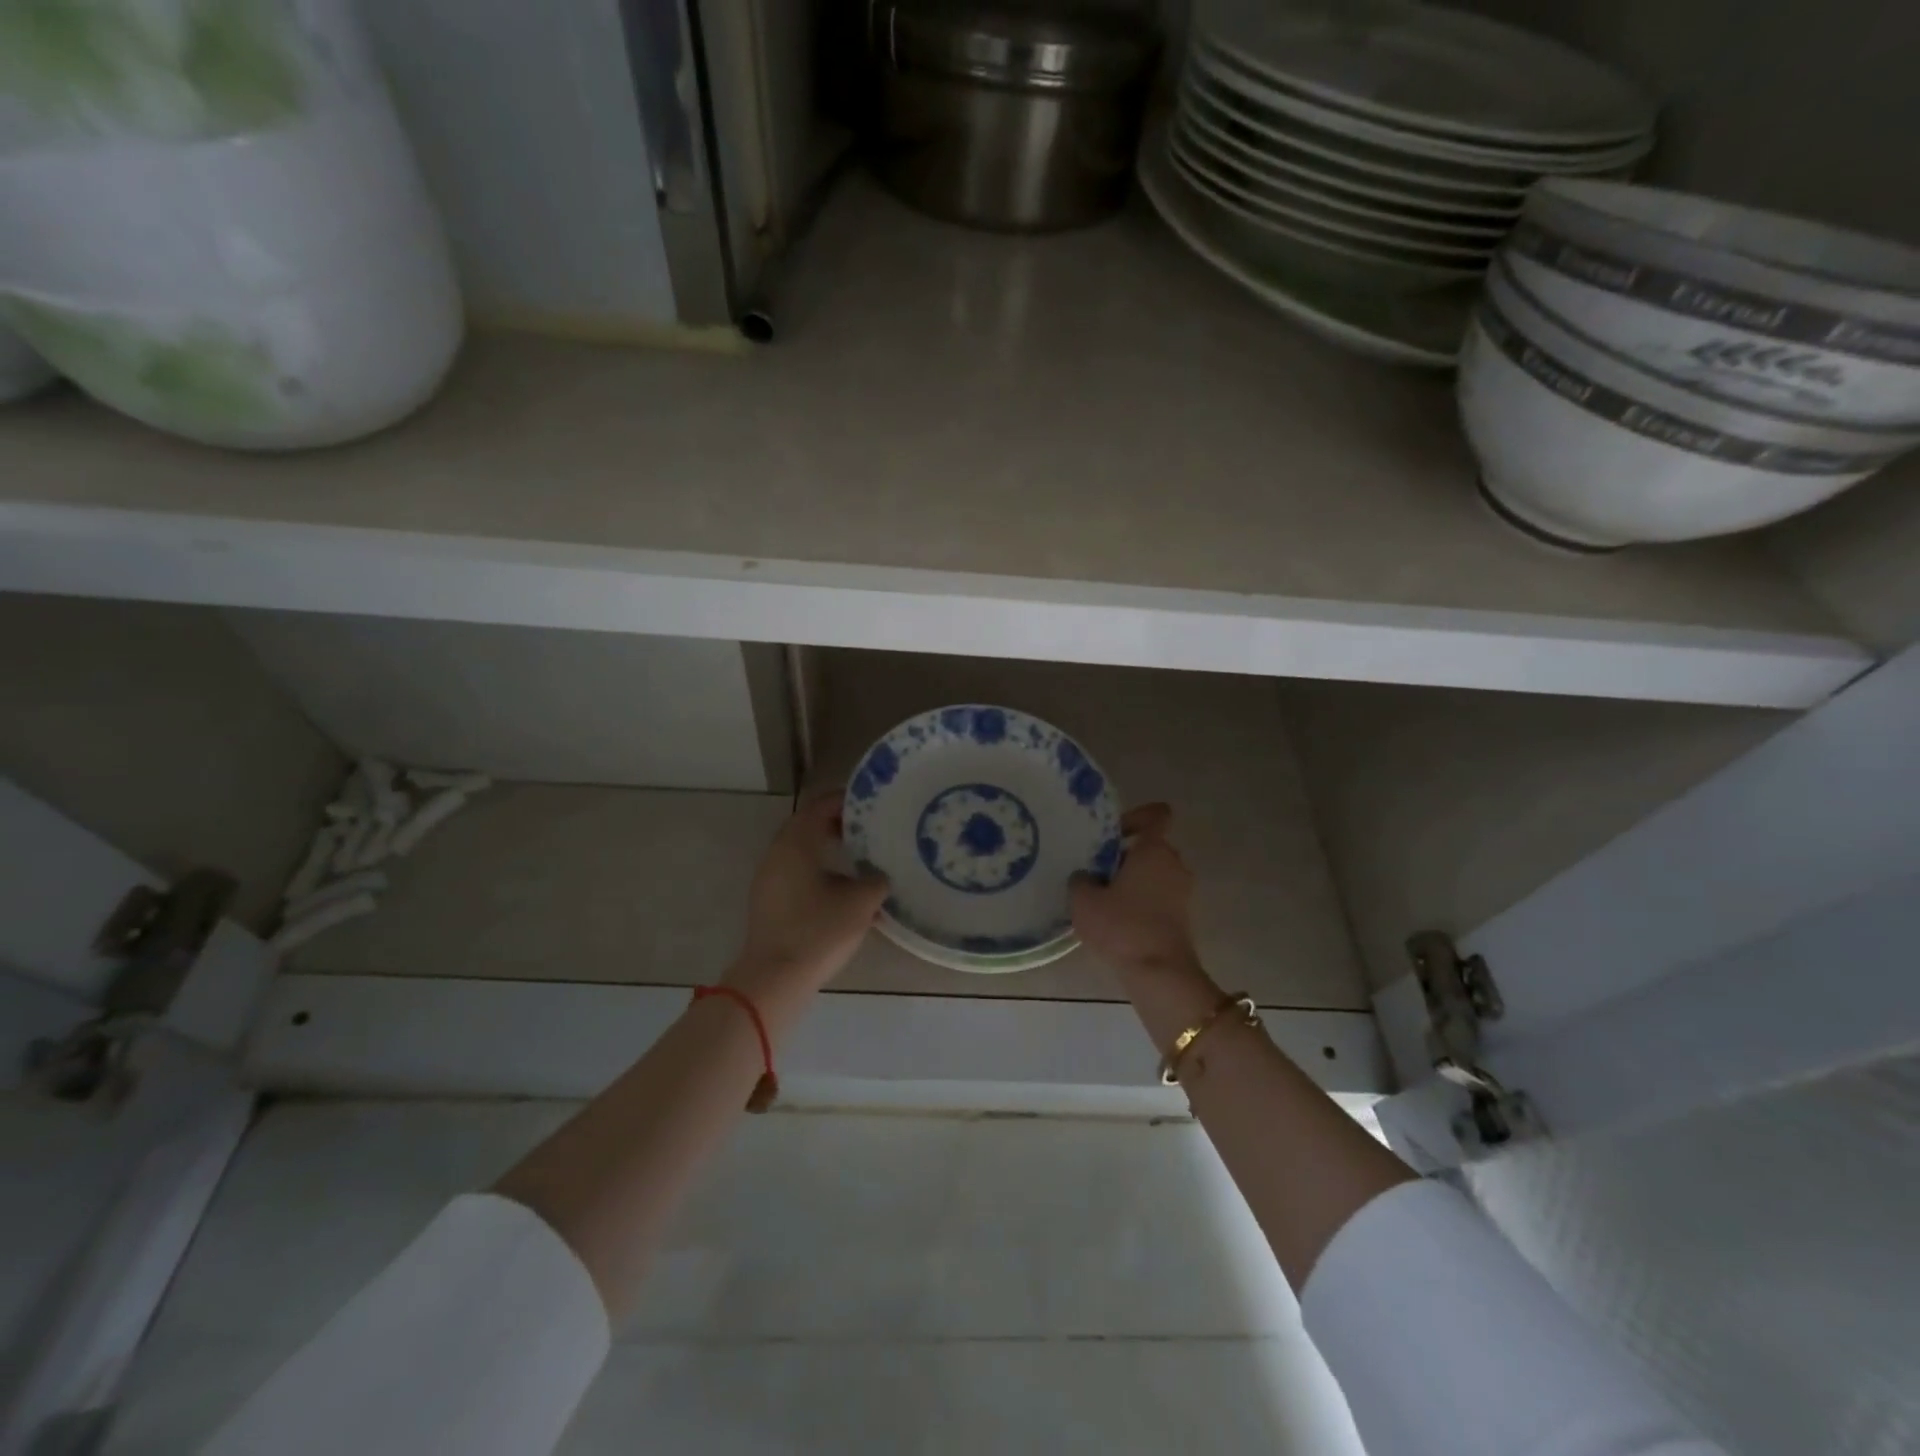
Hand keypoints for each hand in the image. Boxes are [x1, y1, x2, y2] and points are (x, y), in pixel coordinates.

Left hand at [724, 791, 888, 1028]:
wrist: (775, 978)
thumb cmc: (819, 931)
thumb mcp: (861, 902)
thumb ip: (876, 880)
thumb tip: (879, 876)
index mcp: (797, 842)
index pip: (821, 805)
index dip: (847, 800)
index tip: (872, 804)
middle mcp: (778, 852)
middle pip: (808, 825)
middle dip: (839, 824)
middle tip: (869, 829)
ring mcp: (769, 877)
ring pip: (802, 850)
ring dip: (828, 848)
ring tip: (859, 858)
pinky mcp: (768, 900)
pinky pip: (796, 871)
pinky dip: (818, 869)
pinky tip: (842, 888)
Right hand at [1070, 804, 1200, 975]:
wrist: (1159, 973)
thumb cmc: (1122, 926)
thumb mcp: (1084, 900)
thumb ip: (1080, 879)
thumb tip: (1086, 877)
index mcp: (1154, 850)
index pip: (1156, 815)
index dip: (1136, 816)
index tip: (1113, 832)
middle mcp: (1175, 864)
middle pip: (1150, 847)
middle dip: (1125, 856)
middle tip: (1096, 871)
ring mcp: (1183, 892)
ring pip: (1154, 874)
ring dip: (1132, 882)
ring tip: (1103, 900)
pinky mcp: (1183, 917)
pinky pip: (1159, 897)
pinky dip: (1141, 903)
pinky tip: (1117, 922)